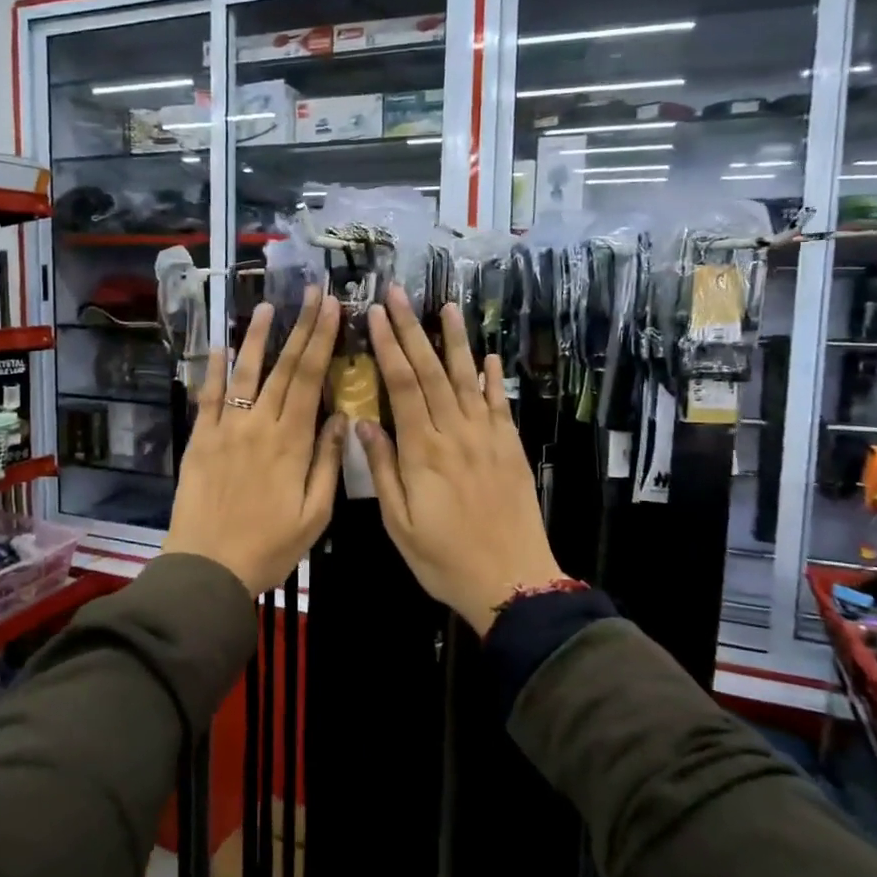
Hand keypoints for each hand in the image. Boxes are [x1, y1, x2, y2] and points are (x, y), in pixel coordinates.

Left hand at [165, 288, 345, 594]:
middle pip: (284, 367)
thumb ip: (329, 462)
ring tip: (269, 307)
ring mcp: (225, 428)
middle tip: (313, 293)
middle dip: (301, 326)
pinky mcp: (200, 439)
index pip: (311, 379)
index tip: (333, 308)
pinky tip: (219, 345)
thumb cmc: (270, 548)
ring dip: (258, 337)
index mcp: (292, 442)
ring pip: (245, 372)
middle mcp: (259, 425)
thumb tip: (343, 417)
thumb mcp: (315, 515)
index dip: (323, 340)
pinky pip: (208, 396)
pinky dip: (214, 368)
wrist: (208, 568)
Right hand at [358, 286, 563, 635]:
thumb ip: (383, 470)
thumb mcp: (399, 523)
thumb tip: (364, 423)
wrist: (512, 582)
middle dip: (412, 330)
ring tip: (448, 306)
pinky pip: (499, 405)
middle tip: (399, 294)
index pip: (403, 386)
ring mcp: (487, 438)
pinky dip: (492, 378)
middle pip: (431, 372)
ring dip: (455, 341)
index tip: (374, 315)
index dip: (388, 347)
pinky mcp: (510, 448)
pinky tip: (489, 356)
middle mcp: (456, 434)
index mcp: (423, 452)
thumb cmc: (444, 559)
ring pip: (467, 380)